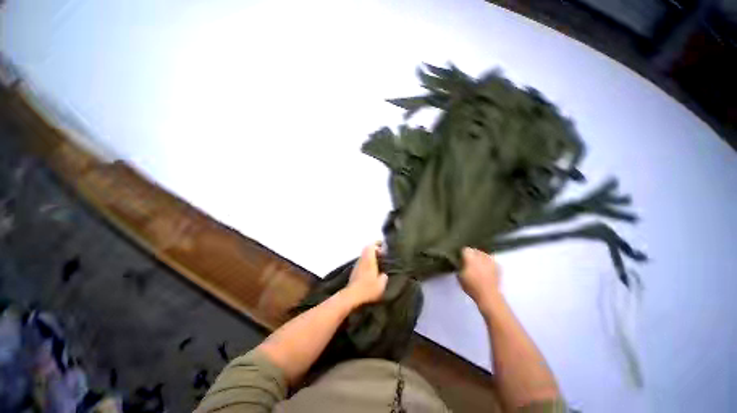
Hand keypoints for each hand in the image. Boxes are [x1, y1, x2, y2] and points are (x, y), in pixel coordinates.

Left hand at [344, 244, 387, 306]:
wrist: (352, 296)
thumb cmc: (368, 289)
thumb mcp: (381, 284)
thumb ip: (384, 277)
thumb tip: (384, 274)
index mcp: (369, 259)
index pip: (371, 245)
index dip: (377, 245)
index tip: (384, 248)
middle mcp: (362, 260)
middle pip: (366, 249)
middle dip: (374, 250)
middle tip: (382, 255)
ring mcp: (356, 265)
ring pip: (363, 256)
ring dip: (370, 257)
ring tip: (377, 264)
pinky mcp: (354, 272)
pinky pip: (361, 263)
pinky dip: (366, 263)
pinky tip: (370, 272)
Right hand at [458, 247, 500, 307]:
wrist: (488, 295)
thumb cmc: (471, 285)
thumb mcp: (459, 276)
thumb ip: (459, 267)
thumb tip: (459, 263)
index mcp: (470, 257)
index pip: (465, 249)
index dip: (463, 254)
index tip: (461, 259)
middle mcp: (481, 256)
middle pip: (475, 250)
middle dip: (472, 254)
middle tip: (469, 262)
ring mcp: (490, 260)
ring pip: (484, 254)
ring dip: (480, 258)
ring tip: (478, 265)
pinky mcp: (498, 267)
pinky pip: (491, 261)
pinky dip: (488, 263)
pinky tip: (486, 269)